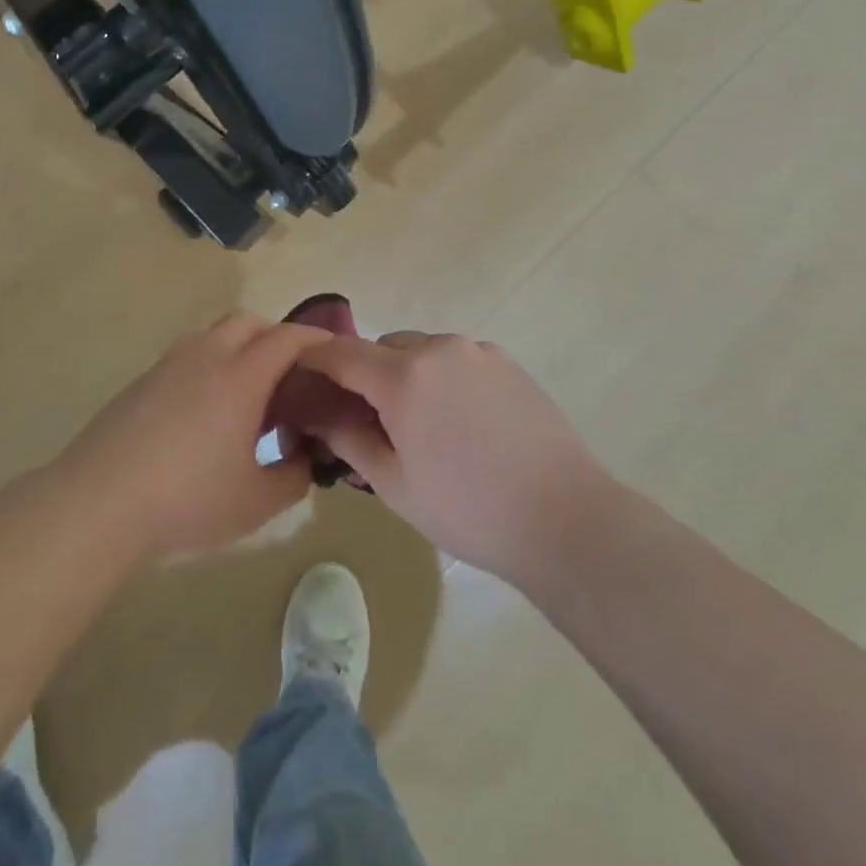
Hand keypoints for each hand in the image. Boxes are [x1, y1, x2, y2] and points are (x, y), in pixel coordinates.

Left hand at [60, 313, 329, 560]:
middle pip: (248, 322)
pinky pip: (187, 357)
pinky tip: (204, 413)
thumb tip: (305, 459)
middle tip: (289, 373)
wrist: (97, 503)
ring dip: (238, 348)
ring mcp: (167, 366)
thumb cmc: (186, 500)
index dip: (314, 338)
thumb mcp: (256, 502)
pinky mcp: (141, 382)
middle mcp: (205, 357)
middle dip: (275, 336)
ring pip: (212, 335)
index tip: (332, 350)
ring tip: (246, 393)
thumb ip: (294, 477)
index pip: (286, 338)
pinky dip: (209, 366)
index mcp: (239, 377)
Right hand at [293, 332, 615, 585]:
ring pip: (422, 351)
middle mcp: (439, 349)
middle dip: (365, 374)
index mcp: (404, 377)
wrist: (564, 517)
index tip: (301, 375)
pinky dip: (442, 377)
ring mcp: (478, 352)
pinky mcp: (507, 363)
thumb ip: (348, 438)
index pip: (342, 352)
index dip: (315, 360)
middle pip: (383, 348)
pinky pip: (457, 360)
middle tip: (368, 420)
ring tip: (420, 424)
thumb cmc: (467, 509)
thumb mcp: (394, 484)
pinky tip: (460, 422)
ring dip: (406, 374)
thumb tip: (317, 414)